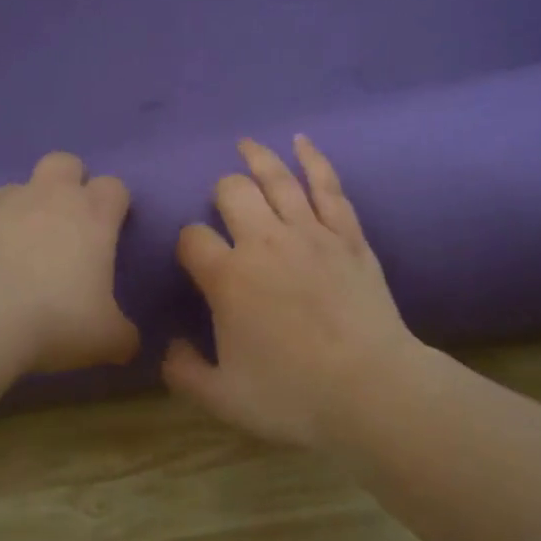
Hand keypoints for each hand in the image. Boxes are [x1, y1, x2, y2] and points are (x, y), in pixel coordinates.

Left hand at [0, 152, 139, 373]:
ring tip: (24, 247)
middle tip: (69, 222)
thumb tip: (128, 343)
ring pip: (19, 186)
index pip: (114, 186)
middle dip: (70, 182)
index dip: (115, 203)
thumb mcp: (106, 339)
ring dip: (26, 207)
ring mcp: (3, 206)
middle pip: (65, 162)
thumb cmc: (57, 319)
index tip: (112, 229)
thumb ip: (122, 336)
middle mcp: (50, 198)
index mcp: (93, 216)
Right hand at [164, 136, 424, 451]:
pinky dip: (314, 160)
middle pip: (232, 193)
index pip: (192, 239)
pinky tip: (302, 142)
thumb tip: (169, 347)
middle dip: (221, 193)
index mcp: (228, 278)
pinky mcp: (348, 236)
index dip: (187, 244)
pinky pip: (328, 187)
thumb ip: (184, 372)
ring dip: (258, 158)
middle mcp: (264, 243)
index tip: (194, 259)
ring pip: (278, 179)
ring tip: (245, 144)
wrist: (371, 391)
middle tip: (223, 208)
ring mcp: (311, 234)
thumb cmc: (293, 396)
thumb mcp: (223, 398)